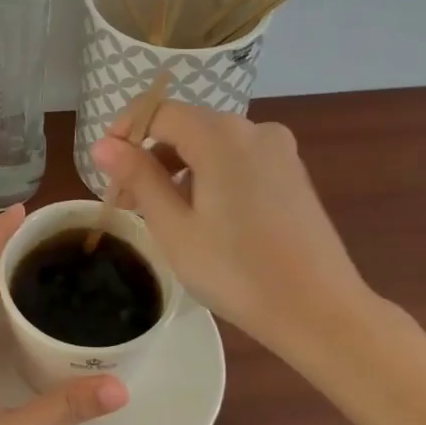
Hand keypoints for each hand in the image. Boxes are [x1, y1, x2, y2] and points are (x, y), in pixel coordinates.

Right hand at [91, 102, 381, 355]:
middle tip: (126, 201)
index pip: (158, 112)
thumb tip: (103, 145)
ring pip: (211, 145)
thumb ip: (138, 177)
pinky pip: (237, 159)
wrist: (321, 312)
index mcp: (220, 135)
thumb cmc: (237, 271)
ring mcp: (278, 150)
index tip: (105, 168)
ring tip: (160, 214)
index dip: (124, 132)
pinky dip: (210, 175)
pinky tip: (202, 215)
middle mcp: (252, 129)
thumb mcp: (174, 226)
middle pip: (185, 127)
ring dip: (178, 168)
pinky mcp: (292, 172)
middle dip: (149, 156)